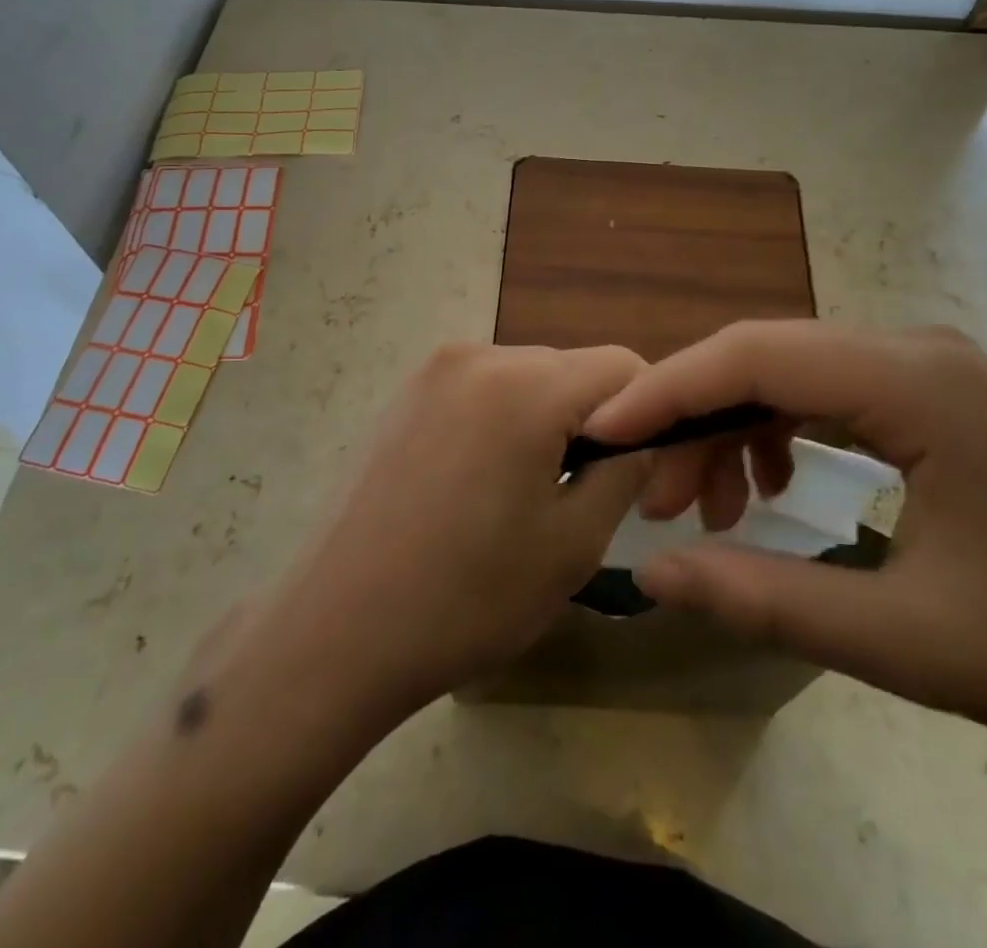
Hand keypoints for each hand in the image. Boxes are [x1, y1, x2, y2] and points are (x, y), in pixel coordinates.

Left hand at [266, 342, 651, 717]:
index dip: (650, 417)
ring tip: (525, 495)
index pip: (623, 369)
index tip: (640, 477)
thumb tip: (645, 436)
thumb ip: (625, 470)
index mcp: (524, 385)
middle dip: (593, 422)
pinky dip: (502, 422)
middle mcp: (477, 355)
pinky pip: (481, 391)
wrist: (336, 631)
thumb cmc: (466, 597)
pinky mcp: (404, 395)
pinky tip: (478, 484)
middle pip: (570, 371)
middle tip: (582, 495)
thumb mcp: (573, 542)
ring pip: (526, 379)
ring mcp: (432, 371)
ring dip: (546, 423)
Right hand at [584, 321, 986, 763]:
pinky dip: (774, 431)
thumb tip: (650, 574)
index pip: (755, 356)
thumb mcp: (906, 642)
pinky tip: (769, 487)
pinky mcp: (931, 395)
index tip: (602, 430)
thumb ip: (766, 602)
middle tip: (653, 497)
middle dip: (692, 417)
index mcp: (917, 384)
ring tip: (706, 508)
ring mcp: (927, 368)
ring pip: (788, 372)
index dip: (666, 388)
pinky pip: (823, 392)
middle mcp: (916, 351)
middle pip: (765, 356)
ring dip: (730, 427)